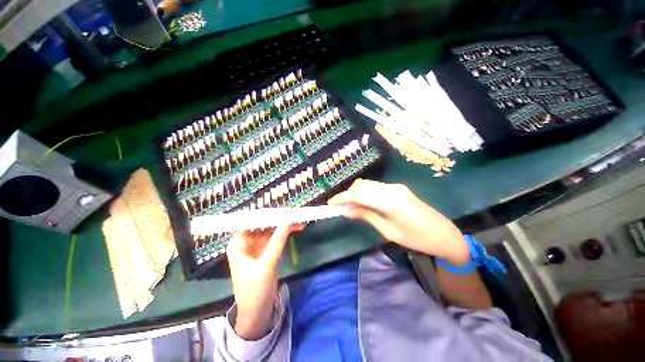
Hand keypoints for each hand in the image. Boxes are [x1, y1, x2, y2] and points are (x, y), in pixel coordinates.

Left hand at [226, 224, 304, 339]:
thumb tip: (287, 222)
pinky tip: (295, 227)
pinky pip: (276, 237)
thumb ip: (277, 242)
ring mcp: (257, 246)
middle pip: (263, 224)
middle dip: (278, 218)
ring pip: (271, 229)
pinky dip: (285, 232)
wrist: (257, 312)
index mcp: (238, 244)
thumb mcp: (266, 265)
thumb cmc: (254, 291)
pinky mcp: (266, 250)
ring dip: (284, 225)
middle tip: (293, 213)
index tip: (280, 208)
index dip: (265, 213)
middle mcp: (247, 242)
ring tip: (298, 219)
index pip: (250, 222)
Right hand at [328, 179, 468, 264]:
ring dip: (355, 193)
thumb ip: (367, 216)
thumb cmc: (417, 239)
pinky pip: (375, 188)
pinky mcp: (398, 188)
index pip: (359, 194)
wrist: (445, 234)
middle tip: (340, 207)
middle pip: (362, 185)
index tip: (331, 204)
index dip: (342, 197)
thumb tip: (347, 211)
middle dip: (347, 194)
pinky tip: (363, 203)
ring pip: (368, 185)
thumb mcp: (388, 231)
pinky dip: (365, 193)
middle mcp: (391, 189)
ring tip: (350, 207)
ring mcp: (395, 187)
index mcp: (390, 201)